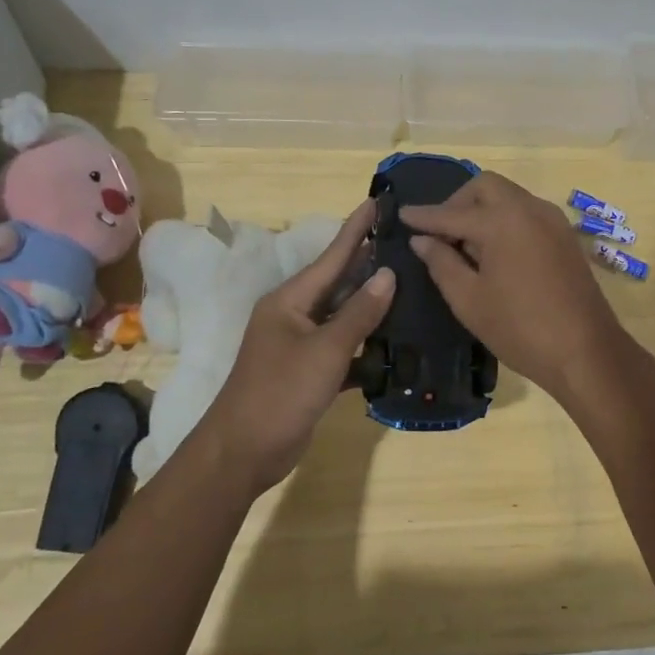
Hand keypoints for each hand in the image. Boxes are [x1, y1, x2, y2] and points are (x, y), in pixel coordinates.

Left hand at [198, 201, 394, 497]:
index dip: (355, 229)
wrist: (243, 452)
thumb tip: (388, 275)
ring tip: (410, 286)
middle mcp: (295, 315)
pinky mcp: (309, 372)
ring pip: (343, 316)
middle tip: (405, 242)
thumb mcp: (324, 350)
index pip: (331, 256)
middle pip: (339, 282)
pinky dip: (366, 345)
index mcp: (291, 300)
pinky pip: (344, 348)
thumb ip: (358, 313)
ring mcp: (300, 345)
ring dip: (372, 305)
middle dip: (369, 263)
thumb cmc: (280, 392)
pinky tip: (395, 343)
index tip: (377, 202)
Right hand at [400, 173, 632, 403]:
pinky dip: (505, 219)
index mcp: (502, 220)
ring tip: (465, 245)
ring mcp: (552, 220)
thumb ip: (441, 263)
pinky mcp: (565, 236)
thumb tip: (422, 240)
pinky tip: (495, 251)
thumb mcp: (469, 300)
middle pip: (485, 186)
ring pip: (509, 196)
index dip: (423, 216)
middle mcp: (529, 208)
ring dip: (482, 209)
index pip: (451, 213)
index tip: (401, 215)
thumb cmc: (520, 328)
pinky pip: (526, 212)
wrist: (586, 351)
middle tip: (440, 233)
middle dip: (457, 202)